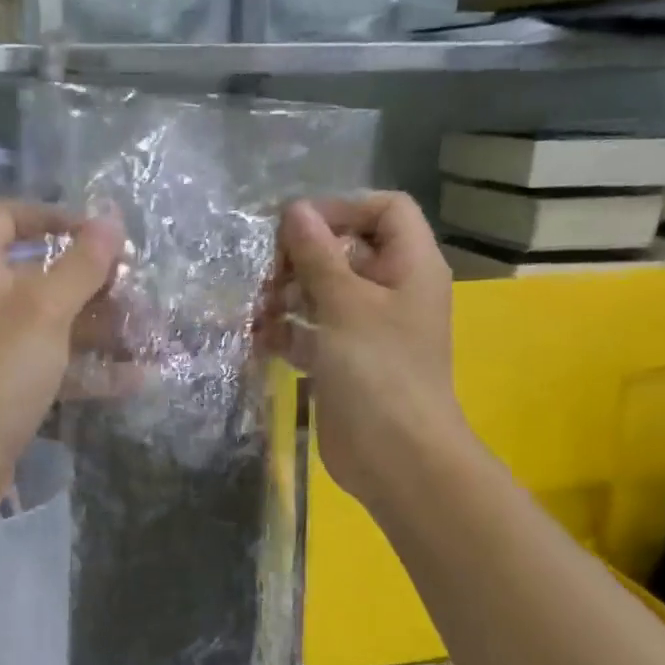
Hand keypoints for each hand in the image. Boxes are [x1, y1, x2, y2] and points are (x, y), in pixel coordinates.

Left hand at [0, 200, 123, 507]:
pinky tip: (137, 378)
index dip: (52, 215)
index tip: (98, 233)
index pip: (7, 216)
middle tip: (141, 292)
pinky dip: (90, 368)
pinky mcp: (7, 385)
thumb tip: (110, 219)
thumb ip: (81, 264)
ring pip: (54, 323)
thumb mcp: (44, 311)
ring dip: (102, 328)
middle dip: (94, 282)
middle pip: (40, 274)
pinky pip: (54, 364)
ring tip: (152, 335)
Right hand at [266, 193, 470, 510]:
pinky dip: (286, 331)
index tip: (296, 225)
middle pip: (346, 252)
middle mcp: (390, 292)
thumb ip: (318, 255)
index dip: (342, 208)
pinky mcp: (342, 363)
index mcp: (409, 267)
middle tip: (265, 270)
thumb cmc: (379, 371)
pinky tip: (257, 336)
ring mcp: (365, 330)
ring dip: (287, 294)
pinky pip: (312, 333)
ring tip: (254, 305)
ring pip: (323, 294)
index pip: (385, 210)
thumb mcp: (346, 304)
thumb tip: (295, 210)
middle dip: (303, 256)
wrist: (395, 457)